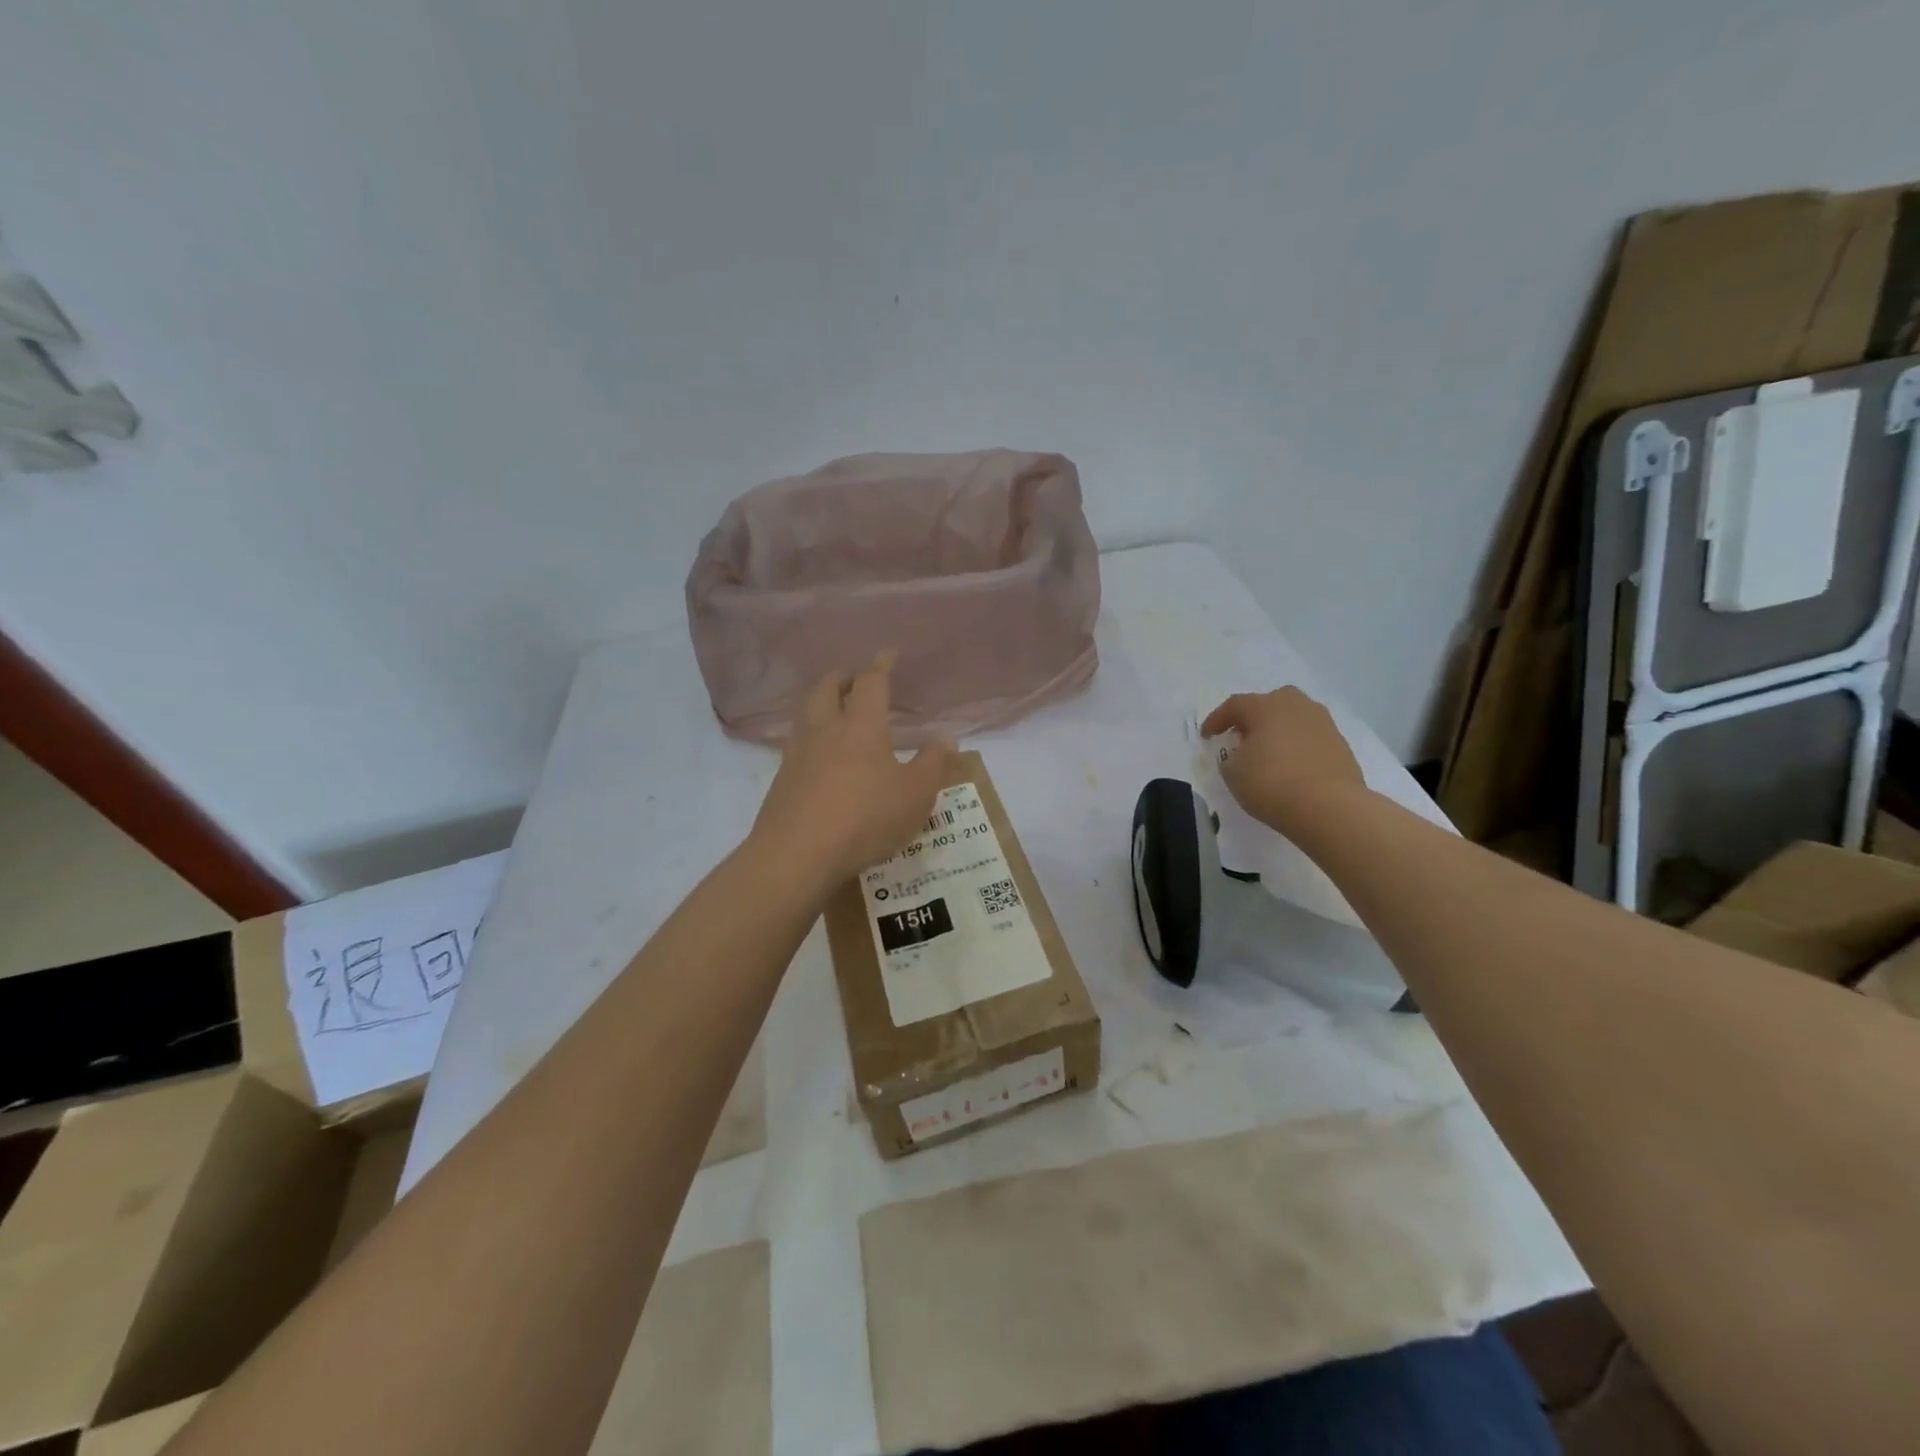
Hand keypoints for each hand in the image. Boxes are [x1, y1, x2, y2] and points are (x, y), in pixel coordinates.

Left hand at [751, 654, 959, 891]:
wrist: (797, 855)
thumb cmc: (865, 818)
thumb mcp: (915, 795)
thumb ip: (934, 764)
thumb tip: (947, 739)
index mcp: (861, 725)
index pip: (870, 682)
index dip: (881, 665)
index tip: (888, 654)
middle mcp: (825, 729)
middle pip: (827, 687)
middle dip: (843, 678)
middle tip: (856, 680)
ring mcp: (797, 753)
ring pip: (807, 713)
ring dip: (822, 703)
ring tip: (836, 713)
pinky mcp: (781, 779)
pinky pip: (797, 743)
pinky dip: (811, 736)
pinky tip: (820, 756)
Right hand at [1200, 686, 1366, 833]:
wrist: (1330, 807)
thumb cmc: (1272, 783)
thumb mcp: (1233, 772)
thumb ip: (1231, 757)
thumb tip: (1242, 753)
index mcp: (1265, 706)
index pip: (1234, 705)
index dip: (1217, 720)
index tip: (1206, 736)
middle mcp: (1296, 706)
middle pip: (1269, 704)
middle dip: (1253, 718)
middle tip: (1242, 737)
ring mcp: (1323, 723)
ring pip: (1293, 719)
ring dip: (1278, 731)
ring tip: (1268, 753)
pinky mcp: (1341, 745)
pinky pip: (1310, 738)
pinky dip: (1297, 747)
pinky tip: (1291, 767)